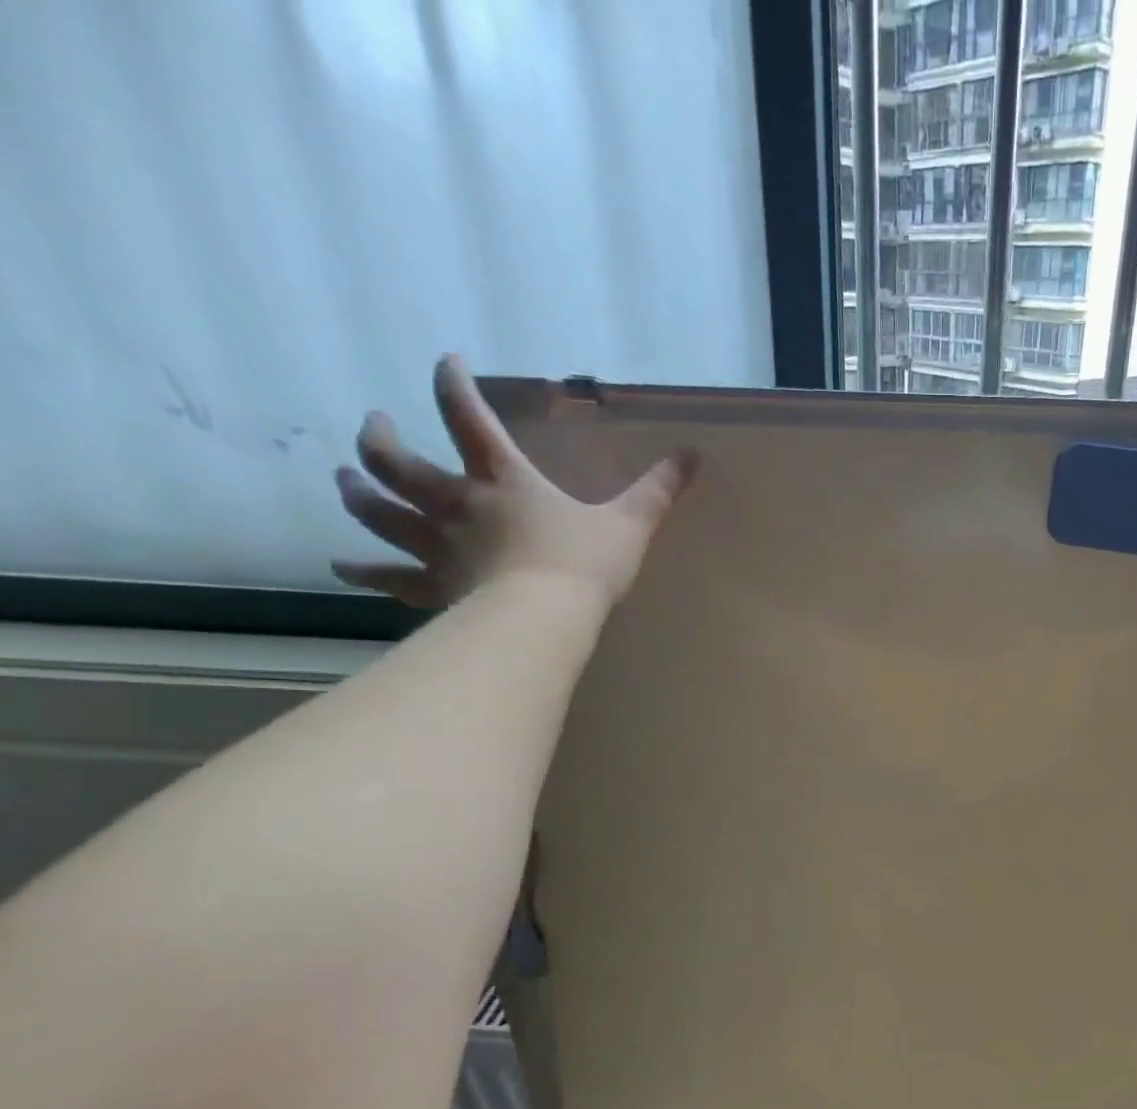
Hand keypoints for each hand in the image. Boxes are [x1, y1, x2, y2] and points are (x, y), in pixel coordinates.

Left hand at [333, 355, 695, 609]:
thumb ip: (658, 490)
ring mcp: (437, 545)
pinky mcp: (433, 585)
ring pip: (377, 510)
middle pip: (396, 460)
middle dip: (379, 438)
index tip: (445, 362)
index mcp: (504, 479)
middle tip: (374, 426)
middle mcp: (457, 502)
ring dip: (356, 492)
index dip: (452, 383)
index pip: (467, 415)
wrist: (544, 618)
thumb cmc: (585, 565)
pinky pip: (387, 575)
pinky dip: (362, 569)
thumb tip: (692, 456)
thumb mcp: (631, 523)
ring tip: (344, 479)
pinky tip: (343, 564)